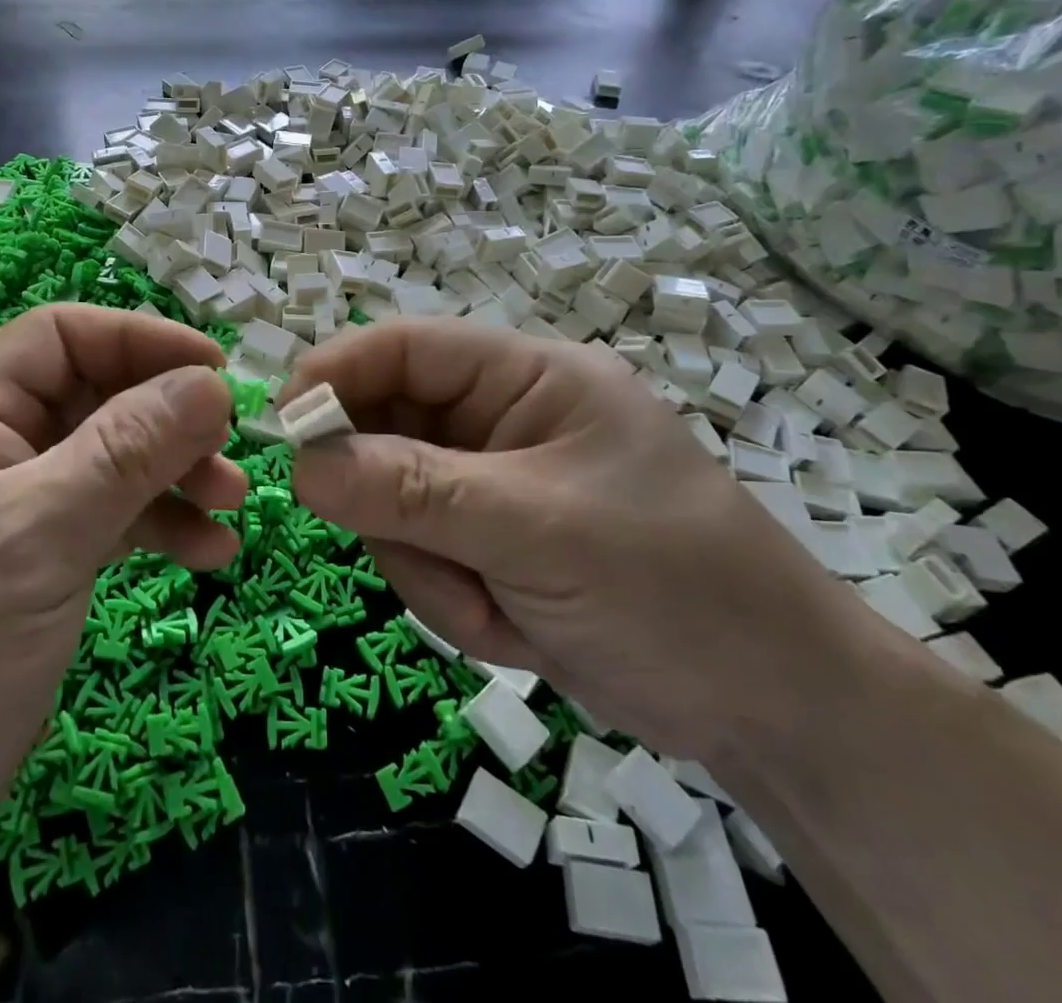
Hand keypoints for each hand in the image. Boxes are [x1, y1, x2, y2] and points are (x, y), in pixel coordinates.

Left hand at [0, 305, 246, 894]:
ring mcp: (7, 512)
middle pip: (93, 399)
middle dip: (167, 419)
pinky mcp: (29, 566)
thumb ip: (128, 451)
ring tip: (234, 505)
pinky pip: (104, 521)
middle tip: (232, 450)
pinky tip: (208, 554)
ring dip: (173, 476)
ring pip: (107, 463)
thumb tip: (210, 382)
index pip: (60, 337)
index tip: (215, 370)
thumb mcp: (40, 537)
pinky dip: (155, 529)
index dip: (140, 339)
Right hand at [284, 320, 890, 768]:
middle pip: (386, 429)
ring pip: (393, 502)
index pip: (405, 348)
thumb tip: (300, 463)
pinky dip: (449, 598)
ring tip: (498, 610)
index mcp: (527, 377)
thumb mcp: (536, 531)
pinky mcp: (488, 542)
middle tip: (423, 556)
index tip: (283, 430)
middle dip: (391, 503)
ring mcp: (490, 484)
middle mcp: (501, 419)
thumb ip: (412, 491)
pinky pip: (420, 553)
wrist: (778, 712)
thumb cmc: (674, 590)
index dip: (336, 376)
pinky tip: (512, 628)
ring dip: (428, 567)